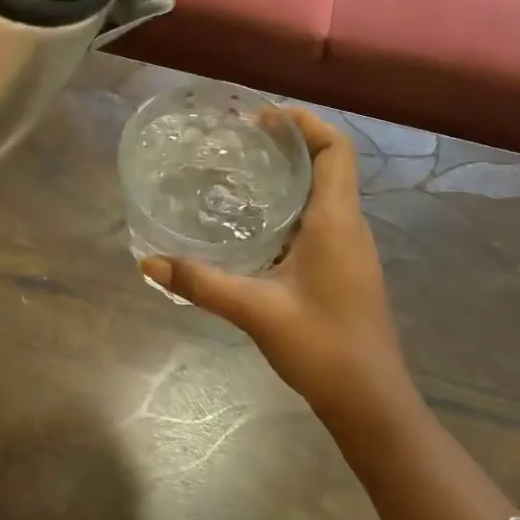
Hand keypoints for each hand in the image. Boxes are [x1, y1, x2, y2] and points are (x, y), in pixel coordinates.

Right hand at [140, 108, 412, 418]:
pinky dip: (293, 201)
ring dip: (292, 171)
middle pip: (329, 163)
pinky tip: (257, 219)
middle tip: (241, 138)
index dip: (304, 123)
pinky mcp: (345, 267)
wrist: (371, 403)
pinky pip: (322, 216)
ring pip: (326, 190)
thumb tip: (148, 263)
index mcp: (336, 222)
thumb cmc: (322, 347)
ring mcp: (350, 248)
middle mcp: (349, 225)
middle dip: (290, 141)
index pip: (335, 150)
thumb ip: (201, 283)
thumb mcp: (255, 310)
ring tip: (244, 168)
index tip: (263, 117)